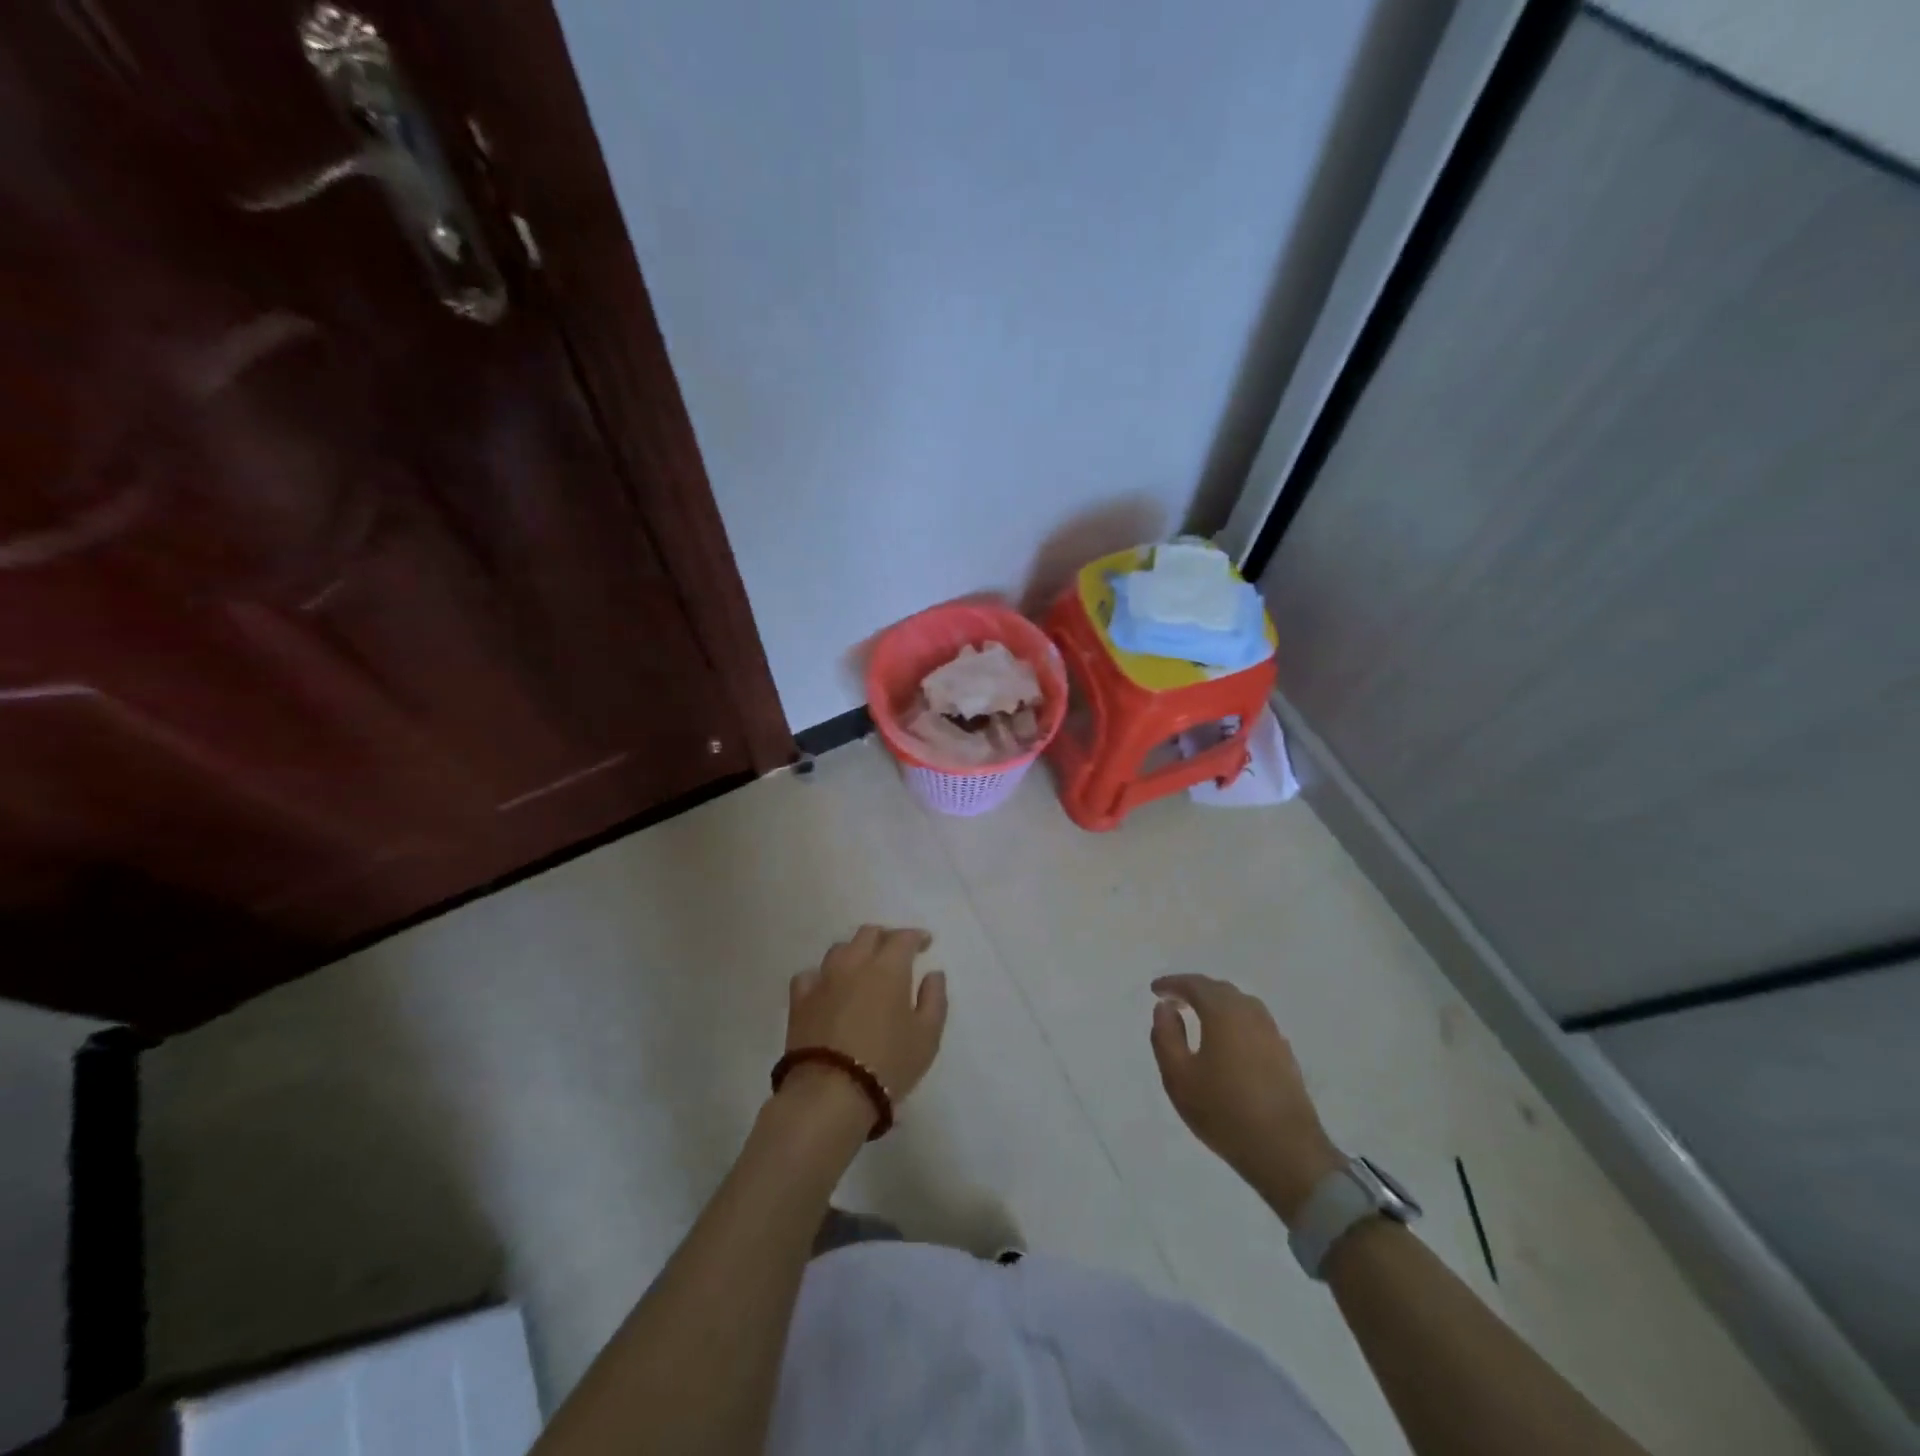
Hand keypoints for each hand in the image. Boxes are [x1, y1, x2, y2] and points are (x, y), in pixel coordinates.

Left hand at [785, 925, 948, 1120]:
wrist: (831, 1092)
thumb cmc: (888, 1063)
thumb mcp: (927, 1036)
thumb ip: (934, 999)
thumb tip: (933, 974)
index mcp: (888, 968)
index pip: (903, 938)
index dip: (916, 936)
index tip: (925, 943)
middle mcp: (854, 964)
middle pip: (868, 934)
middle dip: (885, 937)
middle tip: (896, 952)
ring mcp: (824, 980)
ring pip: (839, 949)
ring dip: (855, 951)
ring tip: (863, 967)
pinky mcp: (800, 1001)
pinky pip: (810, 975)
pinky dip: (822, 976)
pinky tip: (827, 987)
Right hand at [1150, 974, 1344, 1224]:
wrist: (1286, 1152)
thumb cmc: (1224, 1111)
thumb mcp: (1178, 1076)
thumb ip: (1166, 1035)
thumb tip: (1166, 1008)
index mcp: (1224, 1012)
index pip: (1195, 985)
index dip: (1172, 984)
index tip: (1155, 990)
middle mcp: (1251, 1014)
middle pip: (1220, 990)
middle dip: (1195, 990)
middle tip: (1174, 999)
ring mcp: (1272, 1034)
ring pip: (1240, 1005)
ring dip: (1217, 1004)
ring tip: (1199, 1016)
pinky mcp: (1285, 1055)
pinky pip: (1253, 1023)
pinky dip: (1234, 1021)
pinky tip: (1227, 1040)